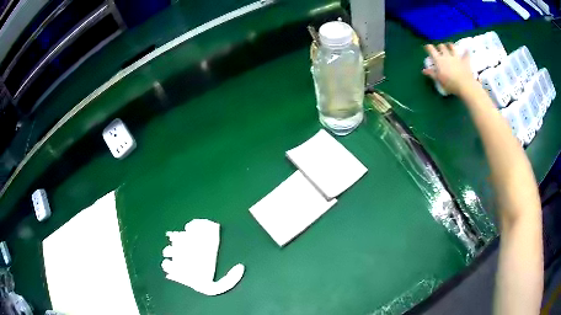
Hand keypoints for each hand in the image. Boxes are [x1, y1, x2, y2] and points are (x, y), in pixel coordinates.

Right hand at [422, 43, 476, 95]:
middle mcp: (447, 55)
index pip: (431, 49)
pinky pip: (466, 54)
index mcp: (439, 60)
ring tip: (450, 46)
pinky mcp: (465, 61)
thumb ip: (431, 73)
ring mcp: (456, 57)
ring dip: (450, 45)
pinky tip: (466, 50)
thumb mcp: (439, 80)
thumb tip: (424, 70)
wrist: (465, 85)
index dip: (428, 47)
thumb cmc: (450, 84)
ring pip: (452, 47)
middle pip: (441, 46)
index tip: (427, 48)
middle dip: (440, 46)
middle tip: (439, 49)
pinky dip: (466, 52)